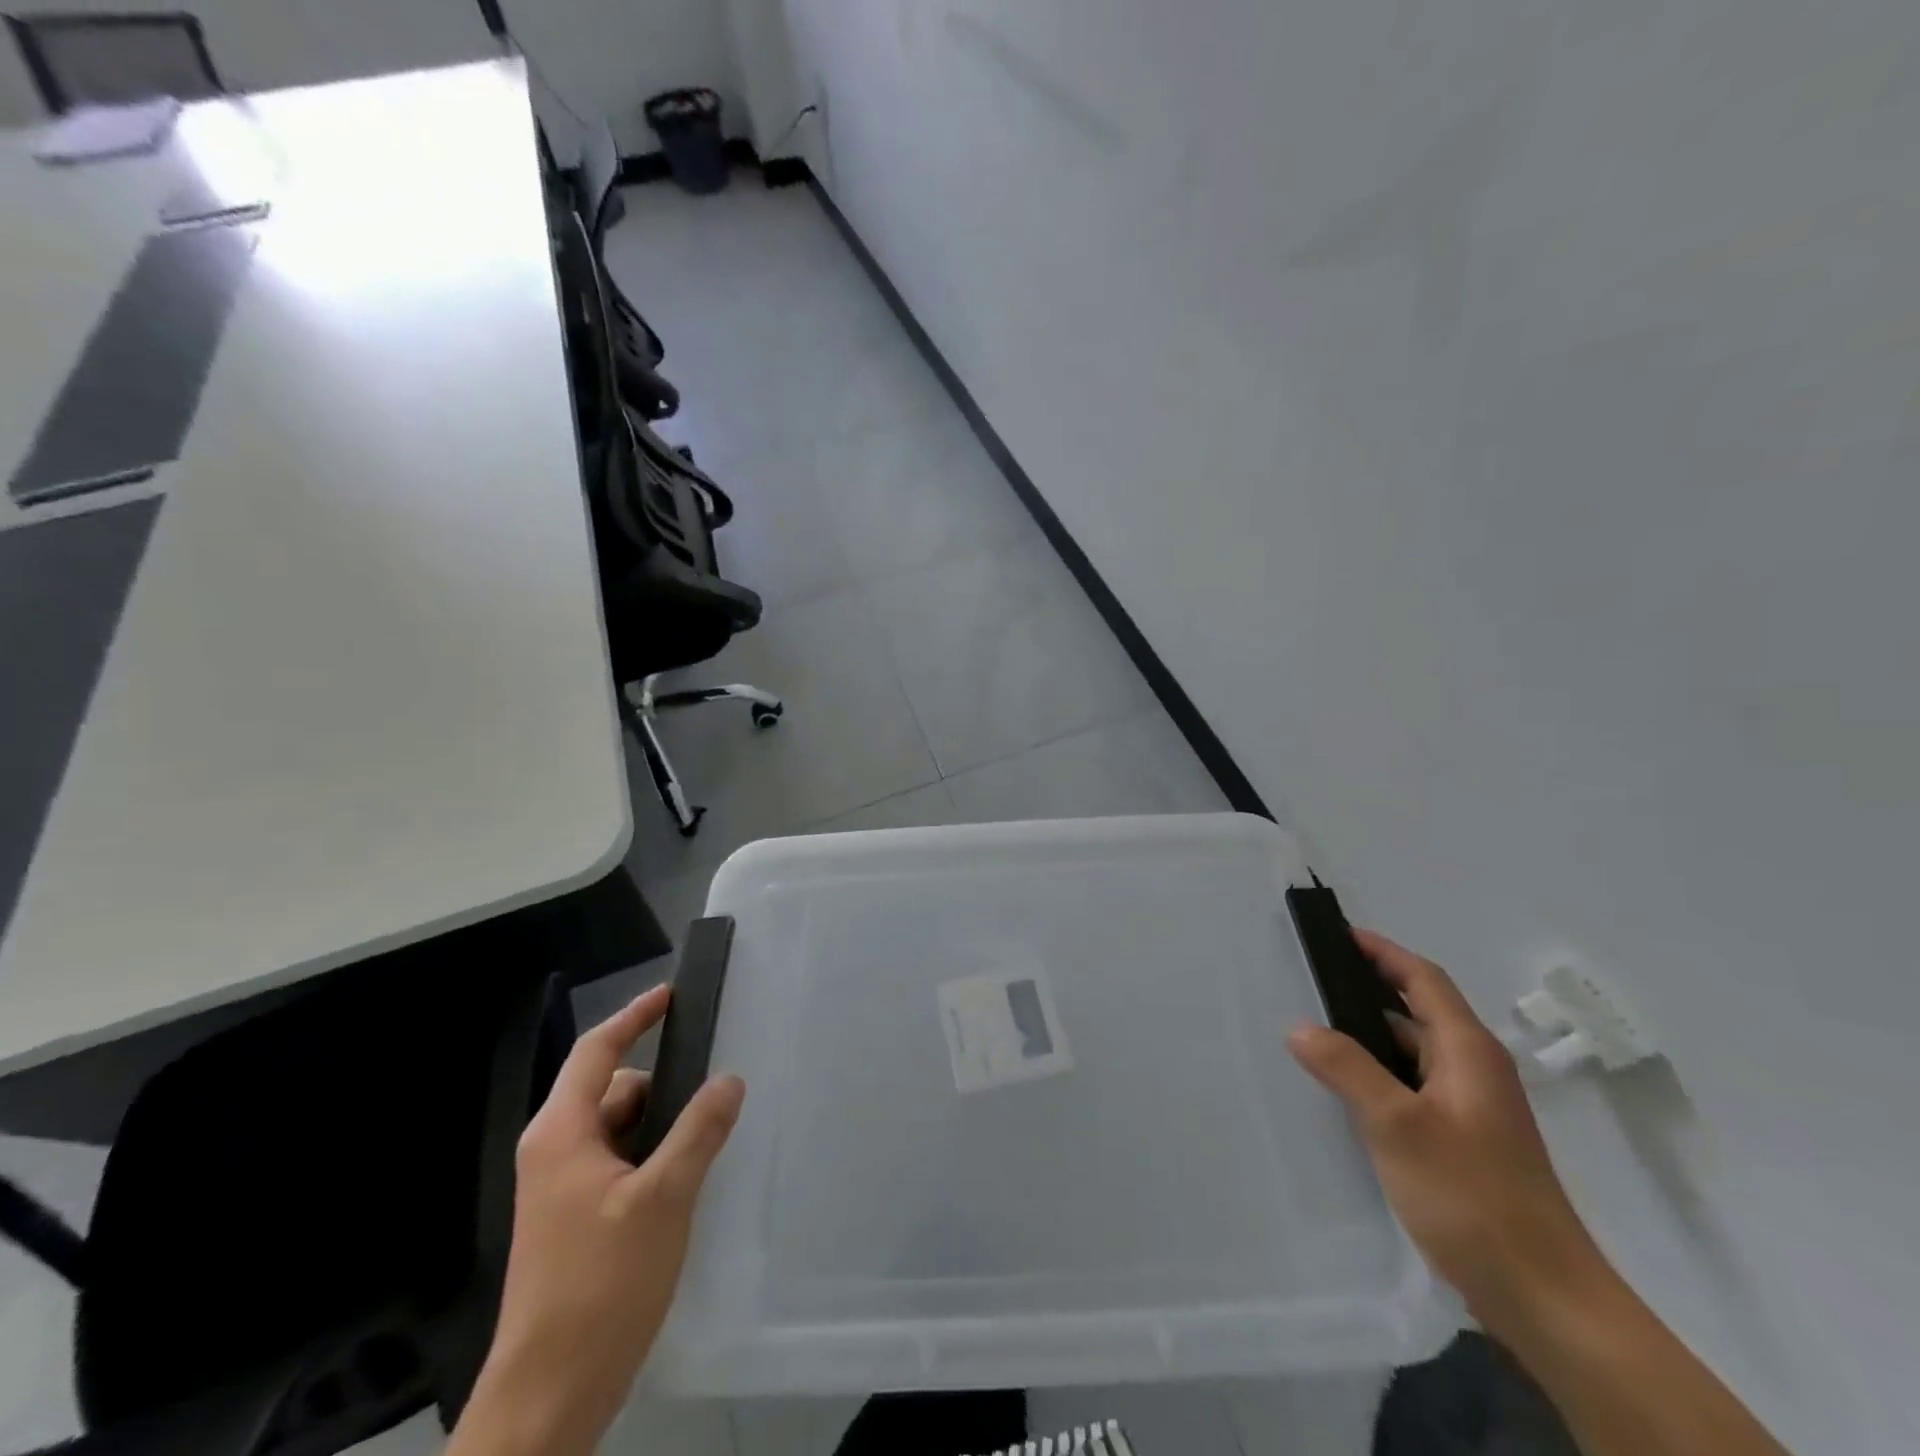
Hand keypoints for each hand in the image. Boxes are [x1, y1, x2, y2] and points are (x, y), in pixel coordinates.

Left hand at [454, 986, 745, 1455]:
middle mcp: (554, 1151)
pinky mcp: (573, 1219)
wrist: (549, 1396)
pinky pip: (619, 1163)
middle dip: (663, 1087)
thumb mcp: (663, 1198)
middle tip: (714, 1095)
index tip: (672, 994)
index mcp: (561, 1133)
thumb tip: (729, 1079)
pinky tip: (685, 1183)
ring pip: (621, 1130)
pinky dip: (652, 1158)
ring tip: (705, 1147)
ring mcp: (561, 1189)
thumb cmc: (601, 1284)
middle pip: (614, 1090)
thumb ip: (699, 1131)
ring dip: (661, 1128)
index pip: (597, 1051)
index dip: (634, 1017)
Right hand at [1287, 930, 1603, 1327]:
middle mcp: (1475, 1070)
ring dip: (1370, 1033)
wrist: (1545, 1298)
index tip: (1339, 934)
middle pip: (1419, 1010)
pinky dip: (1379, 1072)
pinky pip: (1413, 1086)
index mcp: (1469, 1051)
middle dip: (1369, 988)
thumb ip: (1346, 1068)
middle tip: (1312, 978)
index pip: (1424, 979)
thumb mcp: (1397, 1126)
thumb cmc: (1471, 1196)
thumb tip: (1299, 1027)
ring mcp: (1472, 1108)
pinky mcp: (1465, 1142)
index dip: (1383, 952)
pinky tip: (1345, 1088)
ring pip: (1414, 1051)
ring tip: (1315, 1027)